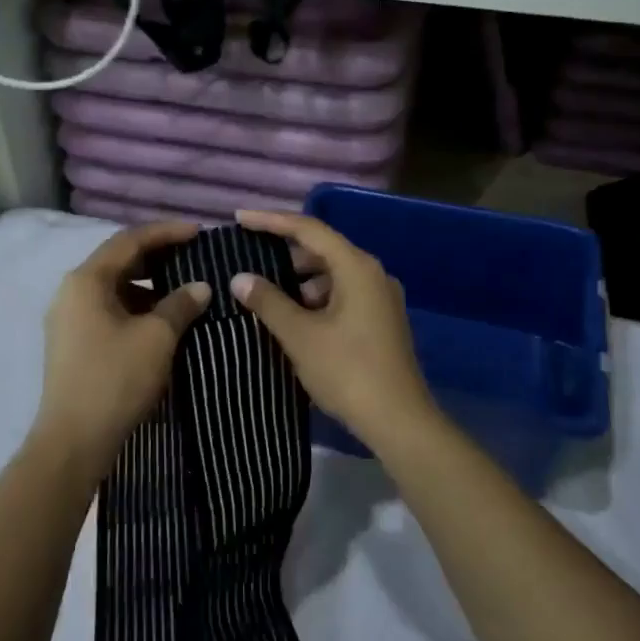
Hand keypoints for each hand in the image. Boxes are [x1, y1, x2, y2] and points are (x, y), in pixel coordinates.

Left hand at [37, 221, 210, 479]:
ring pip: (113, 287)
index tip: (198, 232)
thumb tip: (201, 287)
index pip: (130, 240)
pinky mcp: (72, 342)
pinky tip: (160, 320)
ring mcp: (68, 318)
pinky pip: (107, 309)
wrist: (73, 442)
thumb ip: (181, 304)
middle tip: (192, 257)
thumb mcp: (157, 338)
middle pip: (118, 260)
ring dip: (147, 284)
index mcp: (86, 279)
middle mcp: (71, 291)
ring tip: (182, 289)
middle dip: (157, 256)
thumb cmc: (115, 379)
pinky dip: (135, 306)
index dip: (166, 232)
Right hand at [229, 210, 435, 446]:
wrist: (399, 421)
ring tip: (266, 293)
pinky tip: (294, 318)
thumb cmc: (348, 371)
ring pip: (332, 274)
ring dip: (299, 279)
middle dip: (284, 252)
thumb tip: (240, 278)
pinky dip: (315, 298)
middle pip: (322, 249)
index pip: (308, 229)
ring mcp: (380, 297)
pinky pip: (342, 294)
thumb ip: (268, 302)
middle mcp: (373, 273)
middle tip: (248, 256)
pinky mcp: (380, 320)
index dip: (271, 221)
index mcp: (356, 267)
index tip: (239, 219)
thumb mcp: (300, 336)